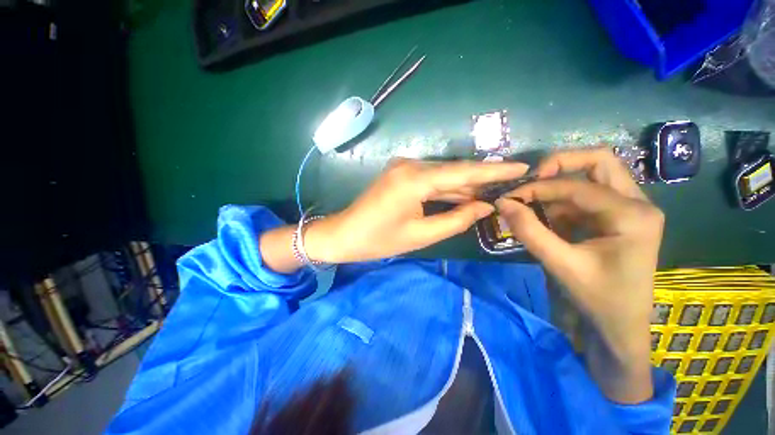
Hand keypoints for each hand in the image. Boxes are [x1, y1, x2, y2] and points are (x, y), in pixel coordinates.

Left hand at [305, 159, 528, 262]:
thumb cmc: (379, 239)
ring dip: (465, 185)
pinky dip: (448, 188)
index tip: (522, 166)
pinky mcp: (400, 174)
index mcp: (415, 179)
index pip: (463, 172)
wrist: (345, 233)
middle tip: (512, 183)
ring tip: (494, 192)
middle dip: (482, 179)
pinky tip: (466, 195)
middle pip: (454, 171)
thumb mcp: (421, 234)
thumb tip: (485, 207)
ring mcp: (404, 167)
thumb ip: (456, 219)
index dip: (494, 171)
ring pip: (443, 175)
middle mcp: (411, 164)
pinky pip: (430, 179)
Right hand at [495, 147, 662, 402]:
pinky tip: (544, 216)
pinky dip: (561, 201)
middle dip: (559, 164)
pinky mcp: (617, 217)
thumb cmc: (598, 299)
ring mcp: (630, 208)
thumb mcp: (560, 264)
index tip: (509, 196)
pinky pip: (586, 196)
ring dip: (558, 184)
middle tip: (530, 178)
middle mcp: (638, 203)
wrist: (620, 326)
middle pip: (599, 161)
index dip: (538, 187)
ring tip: (530, 201)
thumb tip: (502, 203)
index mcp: (633, 215)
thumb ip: (529, 230)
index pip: (577, 186)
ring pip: (593, 175)